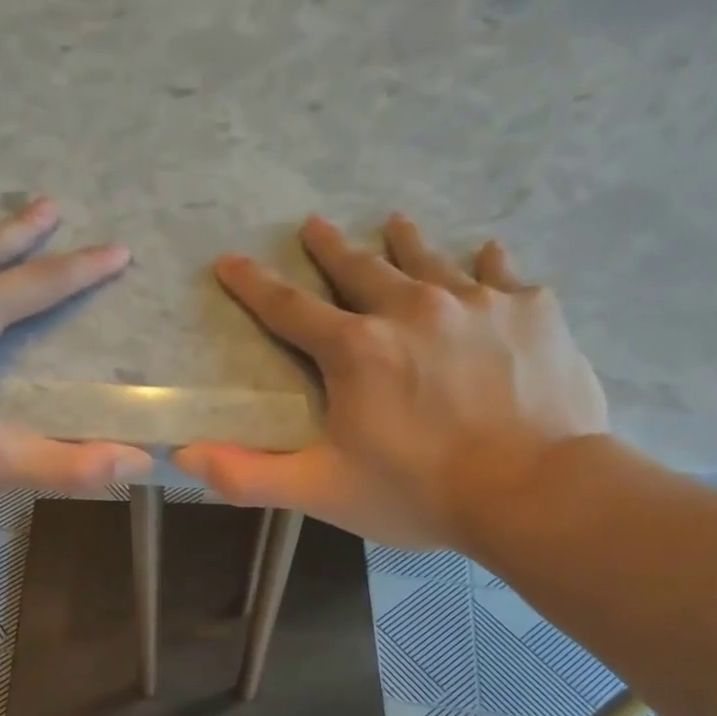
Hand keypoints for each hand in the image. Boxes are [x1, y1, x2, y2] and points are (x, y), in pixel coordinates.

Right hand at [174, 214, 608, 551]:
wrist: (532, 491)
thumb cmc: (417, 492)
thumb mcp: (322, 491)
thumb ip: (249, 475)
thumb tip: (184, 456)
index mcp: (355, 350)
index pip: (289, 308)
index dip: (255, 285)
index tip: (232, 261)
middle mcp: (410, 309)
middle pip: (360, 268)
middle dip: (330, 248)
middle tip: (313, 225)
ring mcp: (476, 302)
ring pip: (430, 259)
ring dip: (405, 242)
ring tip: (393, 223)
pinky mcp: (531, 311)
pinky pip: (502, 275)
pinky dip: (487, 268)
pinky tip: (485, 258)